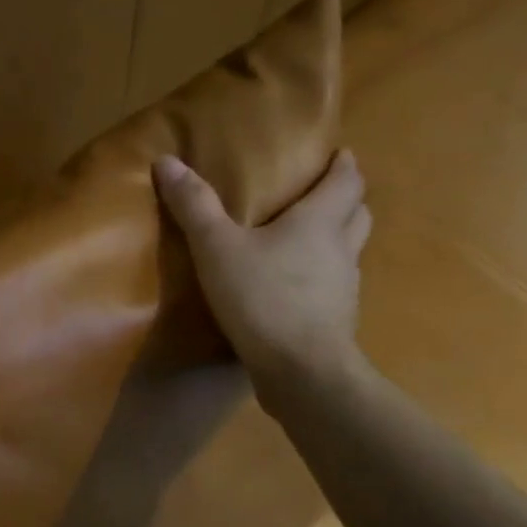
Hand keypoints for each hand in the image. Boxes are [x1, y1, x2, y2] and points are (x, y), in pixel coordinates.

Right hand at [153, 148, 371, 390]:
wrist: (301, 371)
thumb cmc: (263, 298)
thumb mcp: (217, 248)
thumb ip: (194, 206)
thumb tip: (167, 160)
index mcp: (320, 221)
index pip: (348, 181)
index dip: (344, 166)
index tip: (340, 154)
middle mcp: (341, 249)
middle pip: (358, 213)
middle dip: (345, 199)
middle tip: (321, 193)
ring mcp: (345, 289)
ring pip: (349, 252)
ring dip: (336, 239)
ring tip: (306, 240)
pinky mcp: (337, 321)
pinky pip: (334, 288)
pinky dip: (322, 279)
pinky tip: (295, 289)